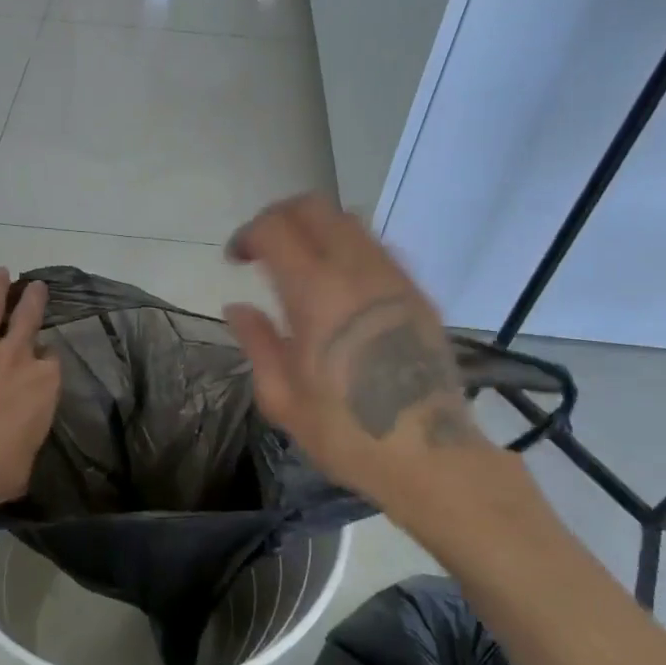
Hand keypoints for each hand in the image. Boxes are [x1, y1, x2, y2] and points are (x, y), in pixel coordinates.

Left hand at [0, 268, 60, 521]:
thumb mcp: (22, 468)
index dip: (45, 361)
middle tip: (36, 287)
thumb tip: (17, 448)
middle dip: (34, 301)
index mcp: (43, 385)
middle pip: (29, 319)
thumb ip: (26, 445)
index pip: (51, 362)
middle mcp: (16, 357)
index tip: (40, 362)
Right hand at [222, 195, 495, 504]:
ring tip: (299, 266)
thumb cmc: (346, 434)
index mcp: (316, 295)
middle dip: (279, 218)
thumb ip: (257, 342)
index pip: (276, 228)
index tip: (235, 261)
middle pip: (315, 208)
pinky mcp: (418, 294)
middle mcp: (357, 271)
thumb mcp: (282, 398)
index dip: (248, 234)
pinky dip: (347, 248)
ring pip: (350, 221)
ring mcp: (395, 278)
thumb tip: (237, 307)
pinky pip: (377, 248)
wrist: (430, 457)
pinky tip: (338, 286)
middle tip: (262, 250)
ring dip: (315, 230)